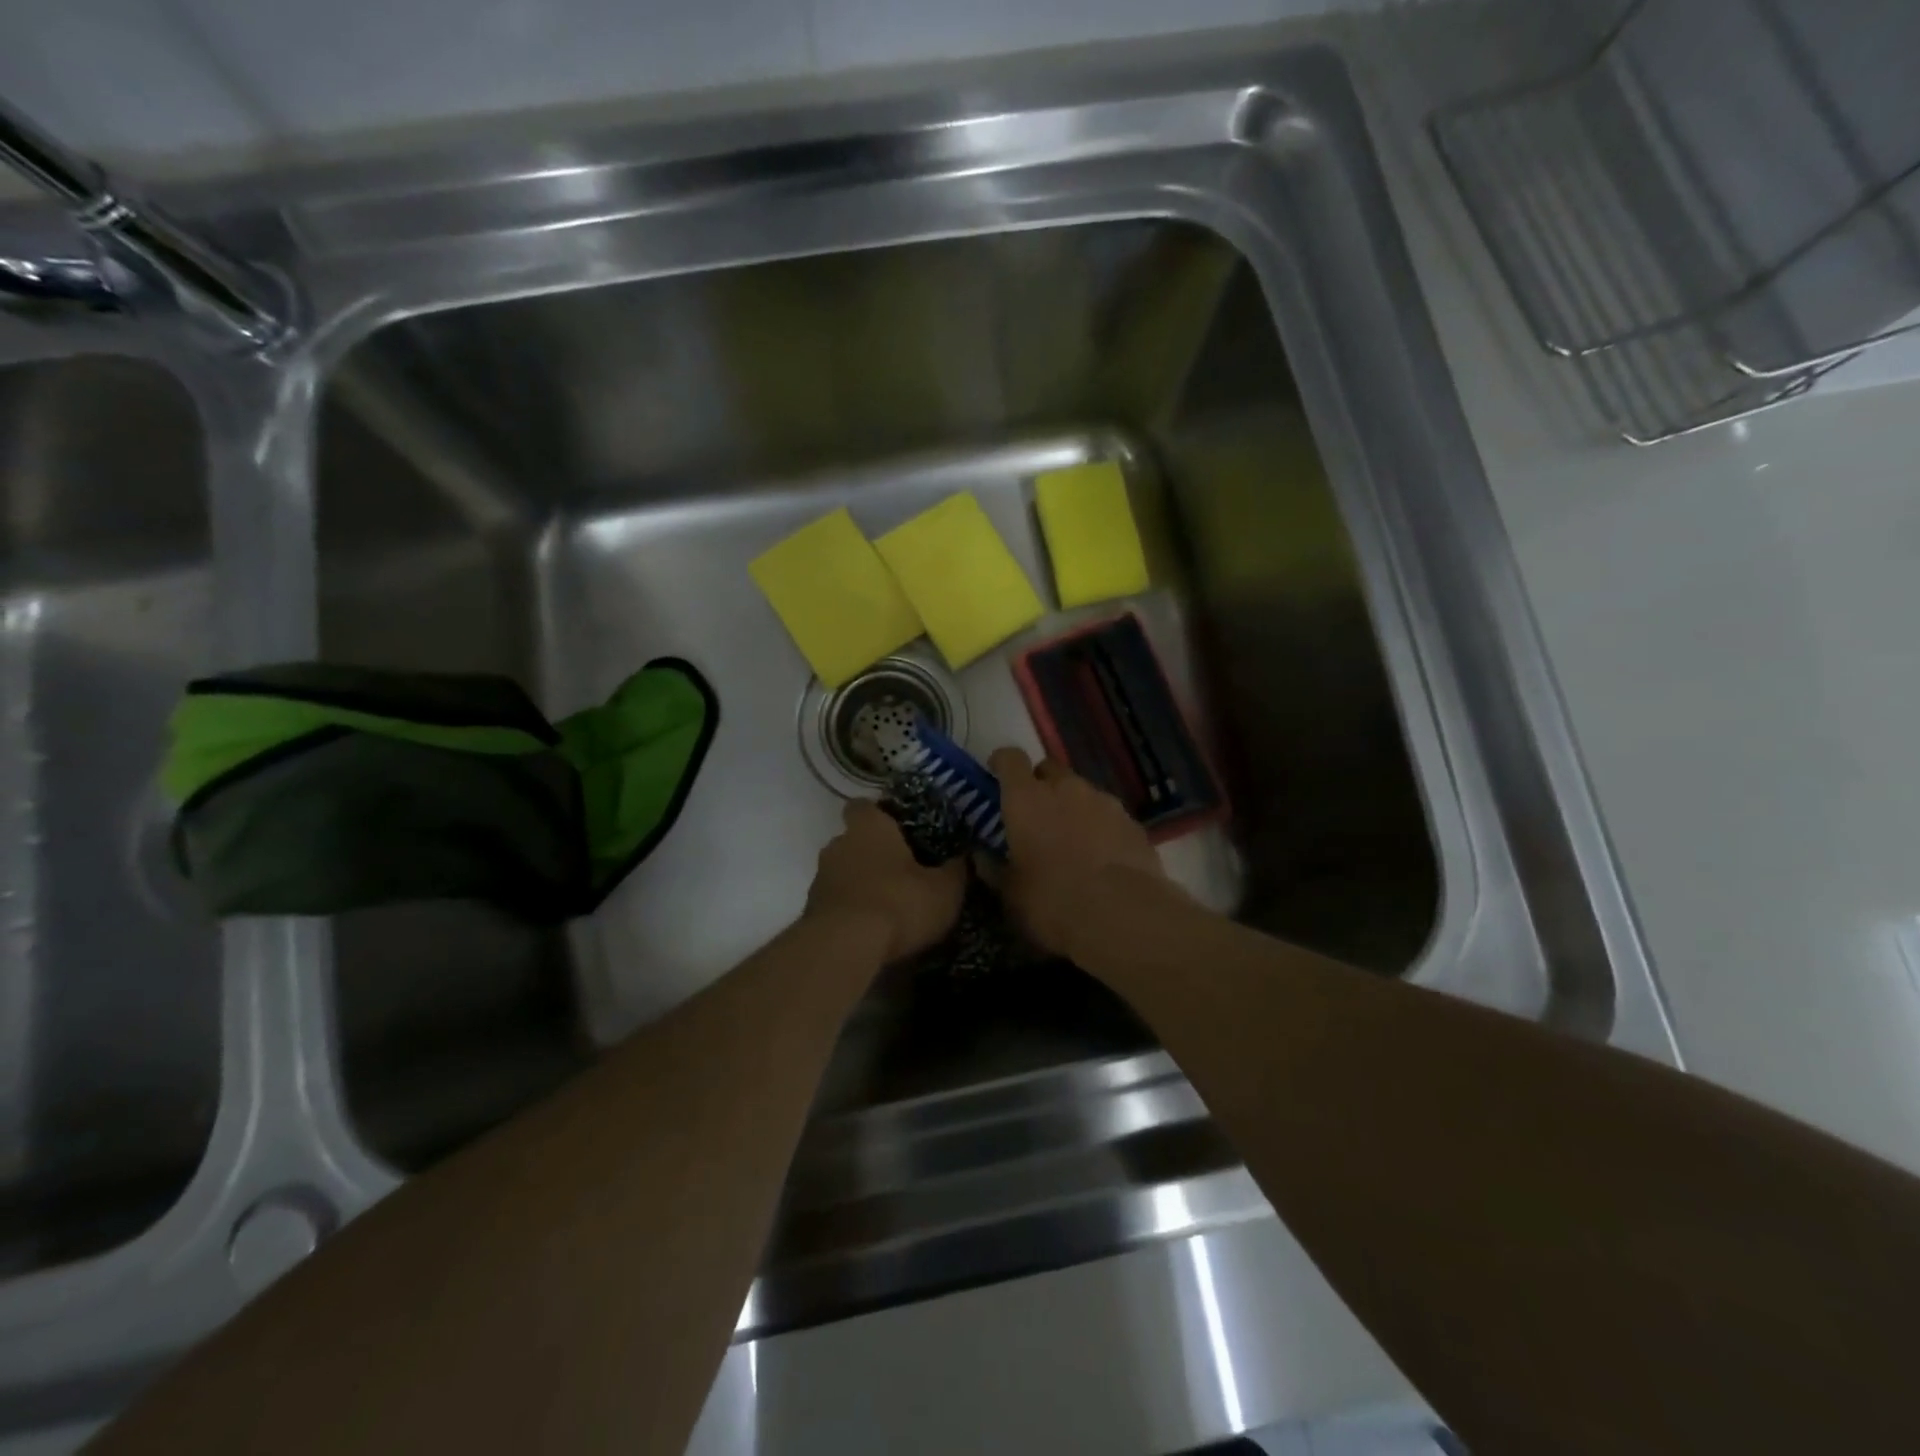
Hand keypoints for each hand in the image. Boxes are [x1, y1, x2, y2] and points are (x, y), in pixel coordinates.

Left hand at [806, 800, 966, 962]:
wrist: (844, 947)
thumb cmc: (898, 903)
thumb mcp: (945, 890)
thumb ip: (957, 870)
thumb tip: (966, 857)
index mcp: (869, 827)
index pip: (865, 805)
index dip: (880, 815)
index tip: (900, 829)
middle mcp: (838, 844)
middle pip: (854, 840)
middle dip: (874, 854)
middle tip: (903, 872)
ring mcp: (820, 878)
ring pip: (844, 872)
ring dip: (862, 884)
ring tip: (890, 906)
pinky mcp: (811, 911)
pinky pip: (837, 902)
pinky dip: (852, 910)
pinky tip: (873, 930)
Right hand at [989, 747, 1169, 959]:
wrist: (1122, 916)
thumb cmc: (1051, 902)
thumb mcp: (1010, 893)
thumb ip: (994, 868)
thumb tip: (982, 857)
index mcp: (1027, 799)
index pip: (1010, 759)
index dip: (1002, 763)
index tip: (997, 773)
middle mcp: (1066, 789)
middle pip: (1050, 770)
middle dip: (1041, 785)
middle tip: (1036, 815)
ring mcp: (1104, 802)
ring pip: (1082, 793)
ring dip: (1073, 808)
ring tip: (1072, 842)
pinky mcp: (1133, 823)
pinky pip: (1108, 816)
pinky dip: (1101, 828)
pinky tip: (1102, 858)